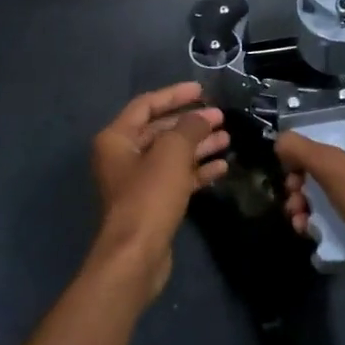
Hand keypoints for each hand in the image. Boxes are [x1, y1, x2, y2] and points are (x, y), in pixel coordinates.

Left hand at [89, 83, 229, 299]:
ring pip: (172, 155)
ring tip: (227, 138)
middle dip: (191, 122)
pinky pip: (177, 178)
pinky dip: (197, 170)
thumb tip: (202, 117)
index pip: (146, 105)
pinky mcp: (152, 203)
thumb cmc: (149, 196)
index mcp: (117, 138)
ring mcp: (138, 181)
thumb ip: (189, 127)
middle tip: (220, 117)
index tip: (202, 90)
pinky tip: (222, 166)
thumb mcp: (172, 153)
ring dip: (198, 145)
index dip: (174, 94)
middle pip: (160, 130)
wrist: (137, 255)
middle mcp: (123, 156)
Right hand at [275, 133, 344, 293]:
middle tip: (292, 198)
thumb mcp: (336, 168)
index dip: (307, 153)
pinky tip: (307, 233)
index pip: (335, 142)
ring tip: (297, 220)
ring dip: (306, 207)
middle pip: (326, 172)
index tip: (288, 169)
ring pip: (328, 199)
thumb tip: (279, 141)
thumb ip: (304, 151)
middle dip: (302, 185)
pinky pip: (336, 223)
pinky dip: (319, 226)